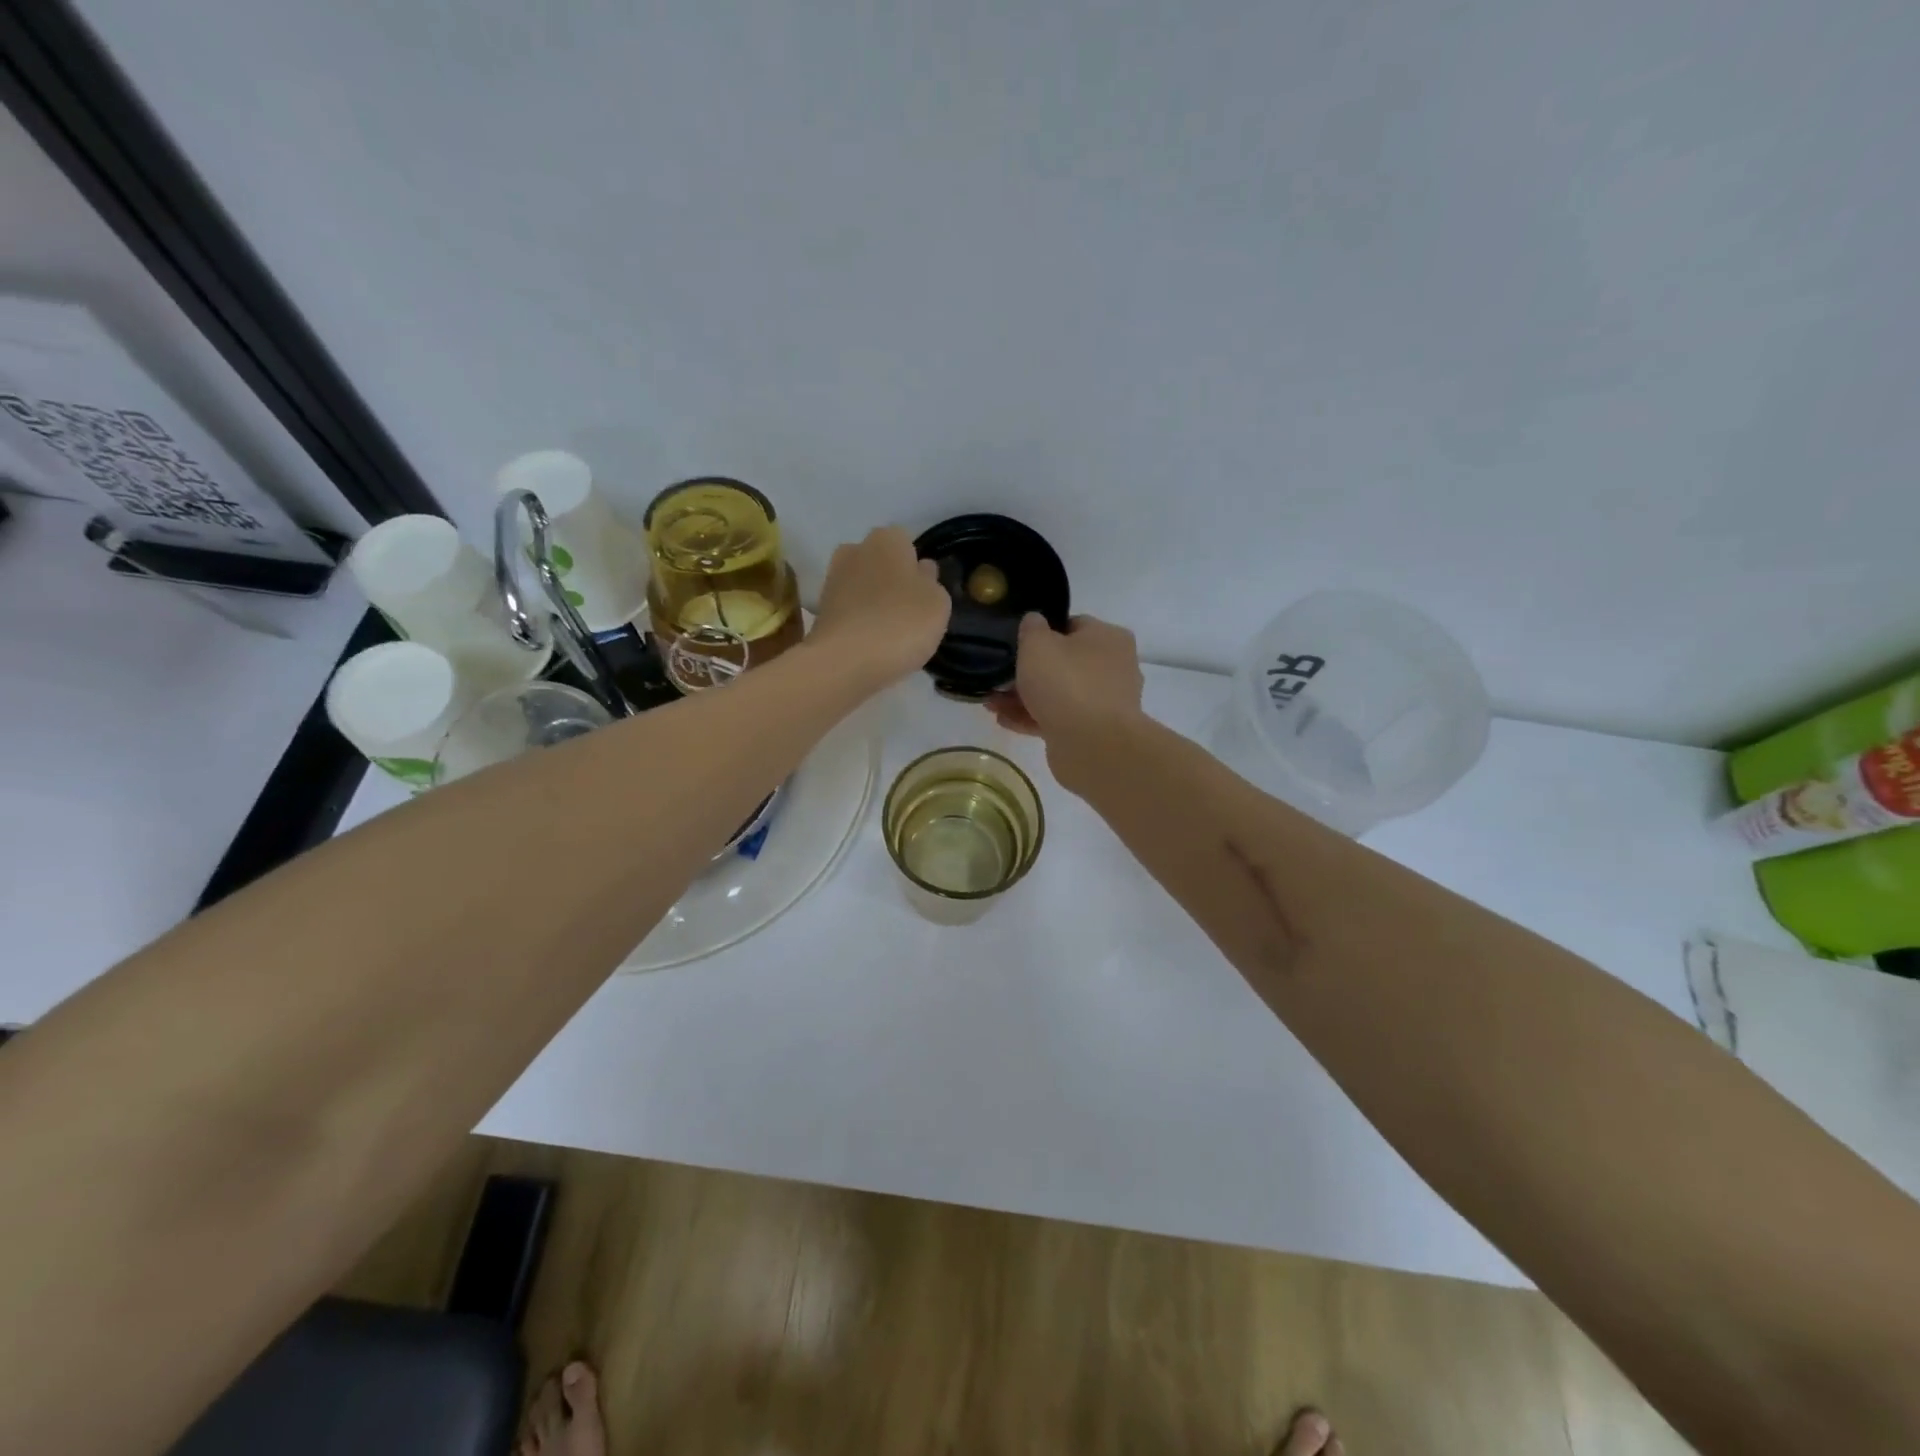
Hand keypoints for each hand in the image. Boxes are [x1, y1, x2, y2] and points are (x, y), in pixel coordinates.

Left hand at [808, 526, 950, 688]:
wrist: (845, 661)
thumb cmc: (901, 623)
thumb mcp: (938, 603)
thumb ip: (931, 582)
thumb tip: (921, 571)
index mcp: (887, 539)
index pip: (906, 542)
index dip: (916, 566)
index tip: (925, 592)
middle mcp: (855, 550)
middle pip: (880, 561)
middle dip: (892, 579)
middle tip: (908, 611)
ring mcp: (833, 580)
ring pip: (862, 585)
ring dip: (874, 601)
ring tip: (891, 632)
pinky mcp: (820, 610)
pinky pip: (849, 609)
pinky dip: (859, 621)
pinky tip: (871, 643)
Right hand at [989, 613, 1143, 739]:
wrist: (1092, 744)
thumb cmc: (1066, 682)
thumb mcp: (1038, 644)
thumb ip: (1032, 628)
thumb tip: (1035, 622)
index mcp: (1108, 638)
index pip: (1074, 626)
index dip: (1043, 632)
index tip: (1018, 643)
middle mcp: (1113, 668)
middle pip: (1065, 663)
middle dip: (1029, 671)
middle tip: (1000, 676)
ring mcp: (1105, 703)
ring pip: (1059, 694)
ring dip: (1025, 697)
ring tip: (992, 702)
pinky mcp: (1093, 732)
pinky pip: (1058, 719)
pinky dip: (1033, 718)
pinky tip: (1004, 720)